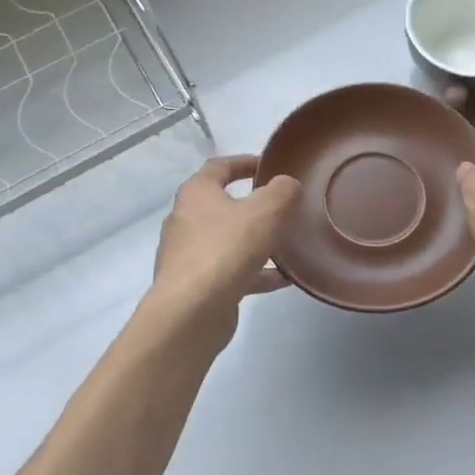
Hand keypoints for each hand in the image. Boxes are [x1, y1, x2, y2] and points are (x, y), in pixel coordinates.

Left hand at [150, 156, 298, 334]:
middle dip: (253, 204)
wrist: (191, 312)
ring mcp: (189, 255)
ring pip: (229, 240)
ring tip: (288, 243)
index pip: (219, 166)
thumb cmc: (226, 249)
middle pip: (223, 204)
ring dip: (256, 240)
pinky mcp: (197, 285)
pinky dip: (256, 272)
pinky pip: (232, 271)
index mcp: (196, 193)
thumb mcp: (265, 211)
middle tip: (283, 206)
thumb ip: (282, 191)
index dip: (244, 162)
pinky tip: (284, 278)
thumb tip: (287, 184)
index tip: (269, 165)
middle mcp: (186, 220)